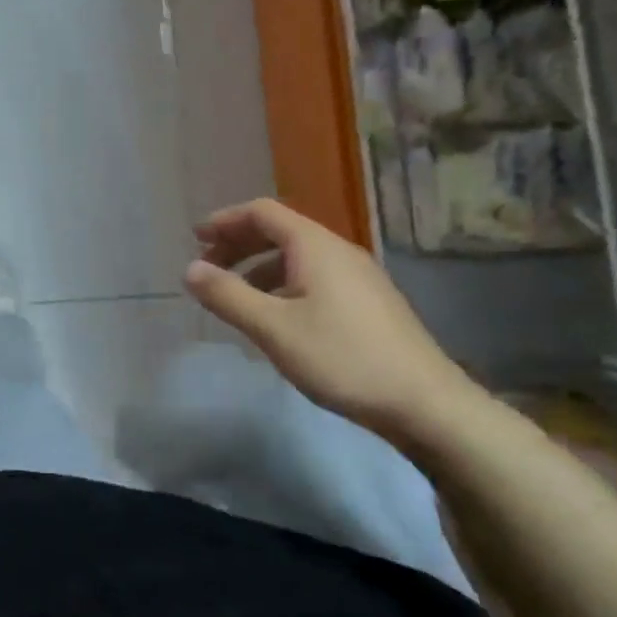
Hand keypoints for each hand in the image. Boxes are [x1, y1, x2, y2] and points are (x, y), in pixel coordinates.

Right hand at [184, 198, 478, 446]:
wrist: (426, 404)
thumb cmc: (342, 358)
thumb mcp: (273, 328)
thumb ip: (227, 296)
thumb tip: (190, 270)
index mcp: (315, 246)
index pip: (262, 212)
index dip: (225, 221)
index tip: (196, 239)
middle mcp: (338, 252)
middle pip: (280, 231)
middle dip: (239, 244)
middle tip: (208, 267)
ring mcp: (358, 278)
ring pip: (297, 258)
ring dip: (259, 267)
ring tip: (235, 296)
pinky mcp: (368, 304)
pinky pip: (314, 278)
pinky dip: (283, 285)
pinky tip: (276, 319)